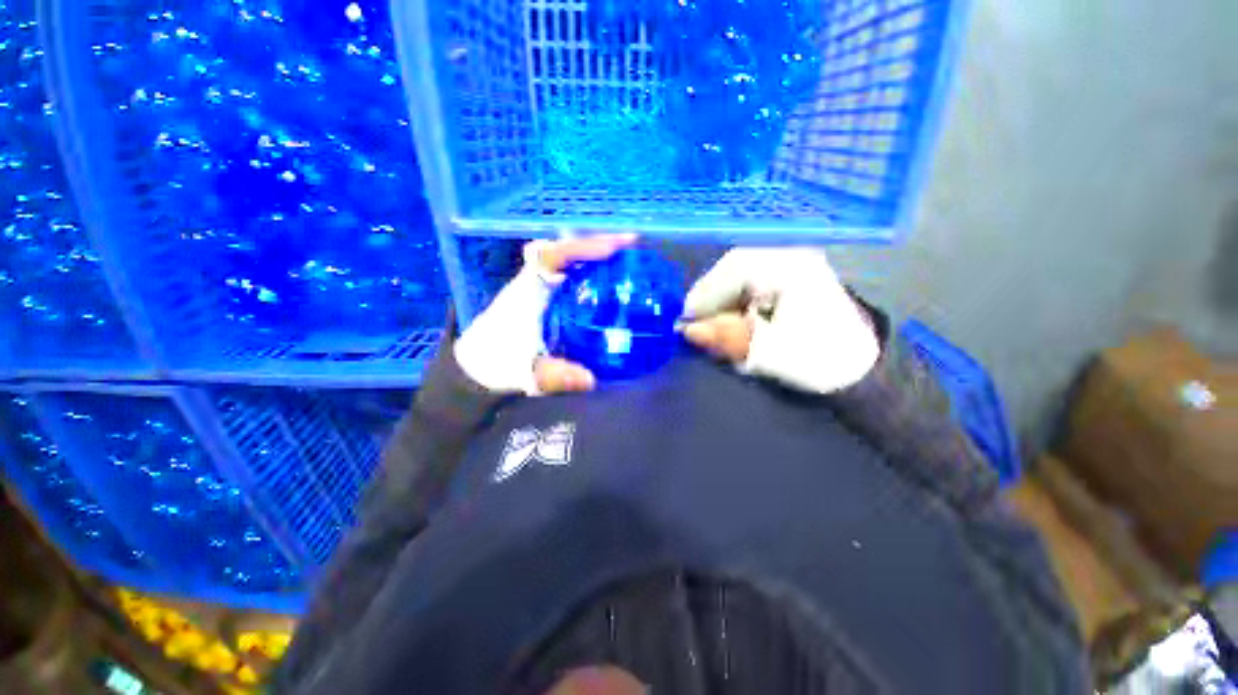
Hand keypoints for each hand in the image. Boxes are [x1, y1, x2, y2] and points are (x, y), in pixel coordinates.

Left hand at [454, 234, 637, 394]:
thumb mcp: (525, 374)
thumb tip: (591, 380)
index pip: (550, 255)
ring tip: (628, 257)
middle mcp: (533, 283)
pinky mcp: (546, 299)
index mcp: (526, 293)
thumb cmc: (495, 365)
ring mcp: (540, 289)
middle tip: (631, 245)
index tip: (612, 249)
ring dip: (596, 255)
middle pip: (564, 249)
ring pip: (567, 259)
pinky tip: (612, 283)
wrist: (476, 366)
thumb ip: (554, 377)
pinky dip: (592, 272)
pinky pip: (571, 276)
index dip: (581, 248)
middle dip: (597, 243)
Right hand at [682, 248, 880, 393]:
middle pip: (734, 269)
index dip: (705, 294)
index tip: (686, 321)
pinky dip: (735, 300)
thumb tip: (688, 331)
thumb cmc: (820, 360)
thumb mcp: (771, 353)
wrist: (862, 366)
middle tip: (697, 325)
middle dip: (712, 298)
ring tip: (714, 326)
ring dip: (722, 300)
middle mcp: (791, 257)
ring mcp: (790, 264)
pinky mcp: (788, 276)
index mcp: (792, 268)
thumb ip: (727, 339)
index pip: (734, 270)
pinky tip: (734, 319)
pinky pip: (750, 281)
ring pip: (739, 275)